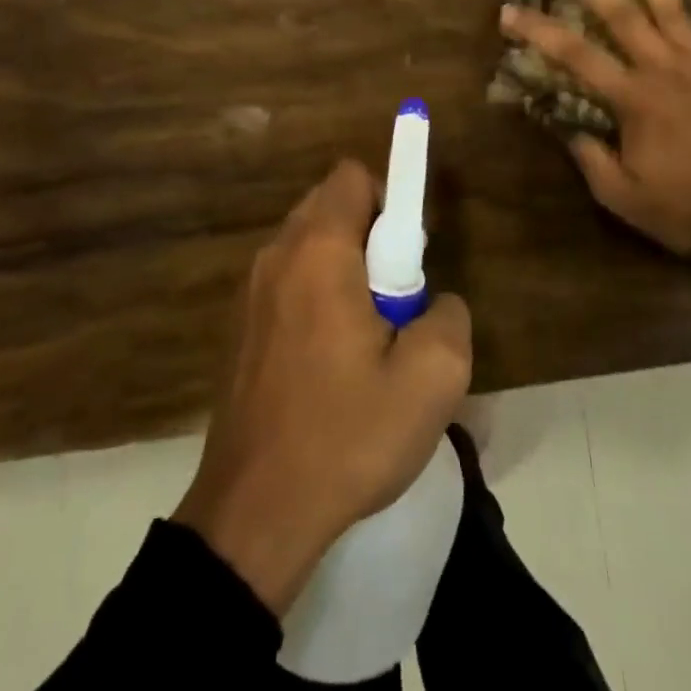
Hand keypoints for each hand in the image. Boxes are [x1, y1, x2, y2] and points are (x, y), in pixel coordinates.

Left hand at [172, 160, 472, 614]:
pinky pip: (288, 281)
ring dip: (343, 268)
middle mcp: (277, 255)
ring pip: (308, 244)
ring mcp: (251, 291)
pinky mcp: (240, 326)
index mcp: (318, 251)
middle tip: (394, 299)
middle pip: (329, 204)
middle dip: (370, 234)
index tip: (408, 255)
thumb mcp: (431, 381)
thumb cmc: (345, 435)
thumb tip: (434, 302)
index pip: (353, 177)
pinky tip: (330, 362)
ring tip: (366, 337)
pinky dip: (316, 294)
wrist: (254, 513)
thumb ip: (449, 318)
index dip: (390, 198)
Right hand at [499, 0, 690, 258]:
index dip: (538, 31)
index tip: (509, 12)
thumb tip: (563, 123)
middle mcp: (664, 69)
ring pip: (671, 7)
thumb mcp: (622, 195)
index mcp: (633, 98)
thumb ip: (589, 155)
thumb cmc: (685, 207)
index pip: (575, 55)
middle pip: (621, 13)